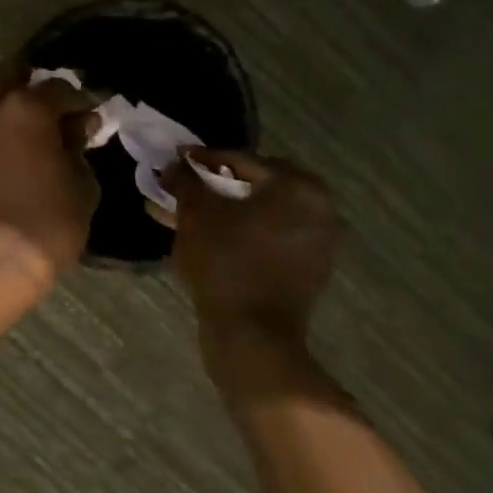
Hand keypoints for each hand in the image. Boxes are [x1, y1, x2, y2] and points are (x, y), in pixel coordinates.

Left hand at [0, 70, 99, 291]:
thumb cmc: (48, 222)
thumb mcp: (82, 183)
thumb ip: (79, 145)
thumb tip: (78, 126)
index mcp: (27, 106)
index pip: (62, 88)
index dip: (83, 99)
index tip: (94, 110)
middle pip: (14, 75)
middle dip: (38, 86)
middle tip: (59, 108)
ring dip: (7, 97)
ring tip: (30, 122)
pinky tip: (12, 139)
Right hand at [159, 151, 340, 382]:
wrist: (253, 334)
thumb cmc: (225, 262)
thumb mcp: (196, 213)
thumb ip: (185, 180)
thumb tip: (174, 164)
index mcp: (297, 186)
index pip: (241, 160)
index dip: (202, 159)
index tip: (175, 159)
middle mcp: (318, 208)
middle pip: (254, 185)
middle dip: (214, 185)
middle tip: (184, 186)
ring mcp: (317, 241)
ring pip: (259, 213)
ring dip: (223, 210)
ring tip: (184, 214)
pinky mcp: (308, 268)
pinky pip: (268, 237)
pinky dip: (240, 232)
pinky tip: (206, 237)